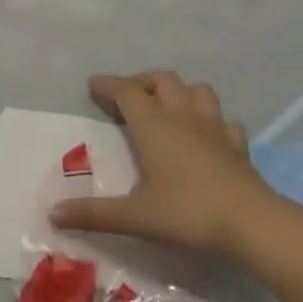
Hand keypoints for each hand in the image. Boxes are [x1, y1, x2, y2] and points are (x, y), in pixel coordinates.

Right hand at [50, 70, 270, 255]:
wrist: (249, 221)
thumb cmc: (186, 212)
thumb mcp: (134, 216)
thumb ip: (93, 214)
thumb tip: (53, 214)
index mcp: (152, 124)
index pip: (126, 90)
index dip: (108, 84)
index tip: (93, 85)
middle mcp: (181, 115)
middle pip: (161, 79)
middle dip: (142, 81)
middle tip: (128, 98)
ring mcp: (213, 125)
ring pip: (196, 89)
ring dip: (178, 91)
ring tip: (167, 106)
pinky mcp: (236, 142)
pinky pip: (223, 120)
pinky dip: (210, 120)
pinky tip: (206, 135)